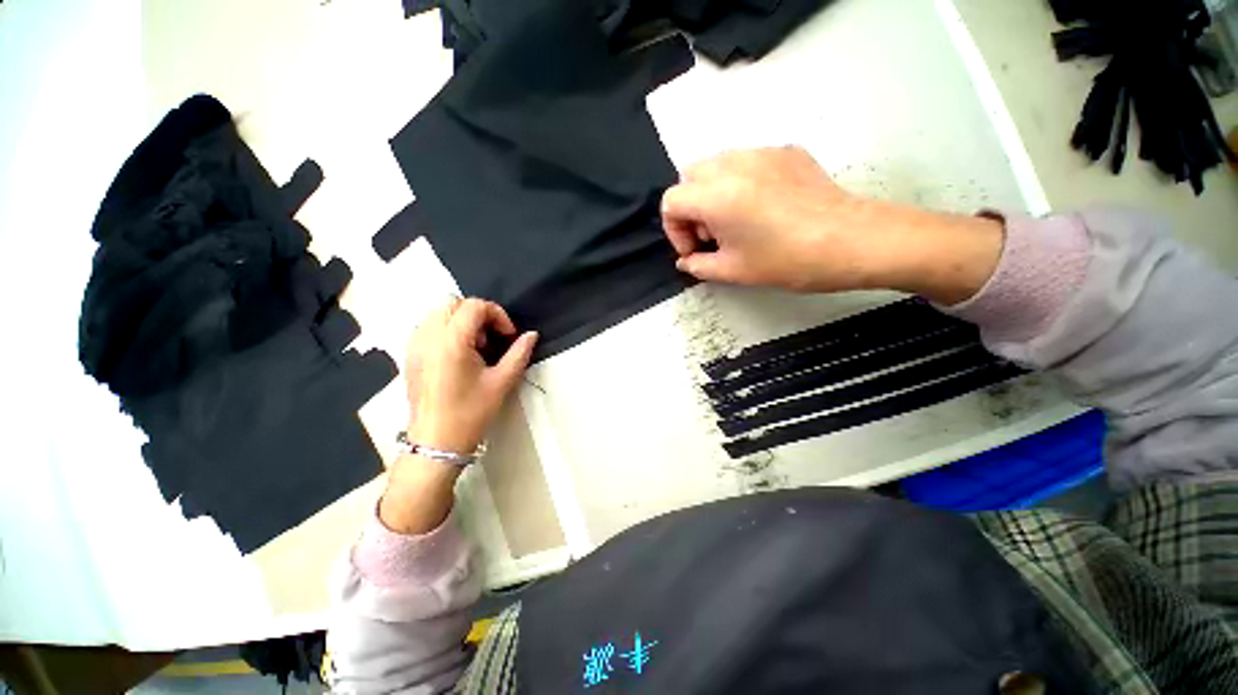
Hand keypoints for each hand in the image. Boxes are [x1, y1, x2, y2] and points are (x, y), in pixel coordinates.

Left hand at [380, 298, 536, 534]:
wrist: (436, 442)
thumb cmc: (471, 413)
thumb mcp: (502, 382)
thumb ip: (519, 354)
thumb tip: (531, 335)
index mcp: (452, 342)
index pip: (474, 306)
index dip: (497, 315)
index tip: (508, 335)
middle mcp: (428, 337)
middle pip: (453, 303)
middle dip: (478, 313)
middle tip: (492, 338)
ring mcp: (414, 345)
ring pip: (437, 312)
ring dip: (461, 319)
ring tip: (475, 346)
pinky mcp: (409, 355)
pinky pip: (427, 326)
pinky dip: (446, 328)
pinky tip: (458, 353)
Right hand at [661, 147, 1002, 303]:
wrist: (853, 241)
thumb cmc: (788, 261)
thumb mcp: (733, 271)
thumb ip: (698, 265)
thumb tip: (686, 261)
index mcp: (717, 195)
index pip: (671, 200)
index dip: (675, 230)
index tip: (695, 250)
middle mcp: (734, 163)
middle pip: (690, 177)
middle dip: (691, 209)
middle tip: (713, 236)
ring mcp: (762, 152)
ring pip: (717, 165)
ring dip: (712, 194)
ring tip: (736, 222)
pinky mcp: (786, 151)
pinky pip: (747, 161)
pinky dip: (739, 183)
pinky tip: (761, 207)